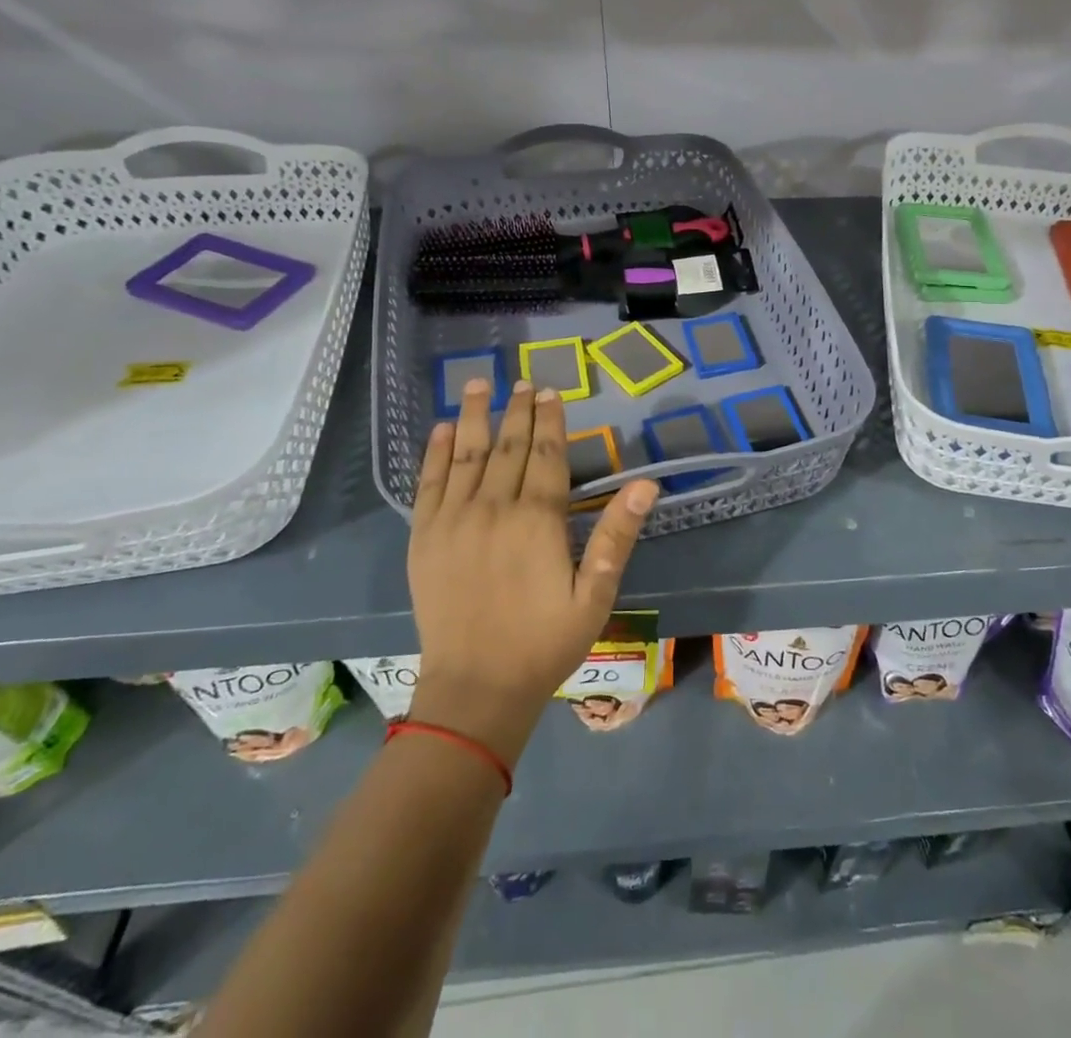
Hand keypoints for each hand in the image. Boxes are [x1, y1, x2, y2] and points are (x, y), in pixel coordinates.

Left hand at [406, 379, 657, 762]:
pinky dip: (434, 453)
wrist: (476, 688)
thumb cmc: (544, 643)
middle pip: (508, 447)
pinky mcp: (424, 537)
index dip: (550, 421)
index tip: (550, 393)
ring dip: (474, 416)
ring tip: (478, 384)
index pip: (547, 456)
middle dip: (518, 412)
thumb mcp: (596, 594)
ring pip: (466, 454)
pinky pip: (429, 483)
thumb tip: (646, 485)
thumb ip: (617, 535)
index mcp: (538, 520)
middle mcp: (494, 508)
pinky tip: (440, 430)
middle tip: (522, 382)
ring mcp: (454, 520)